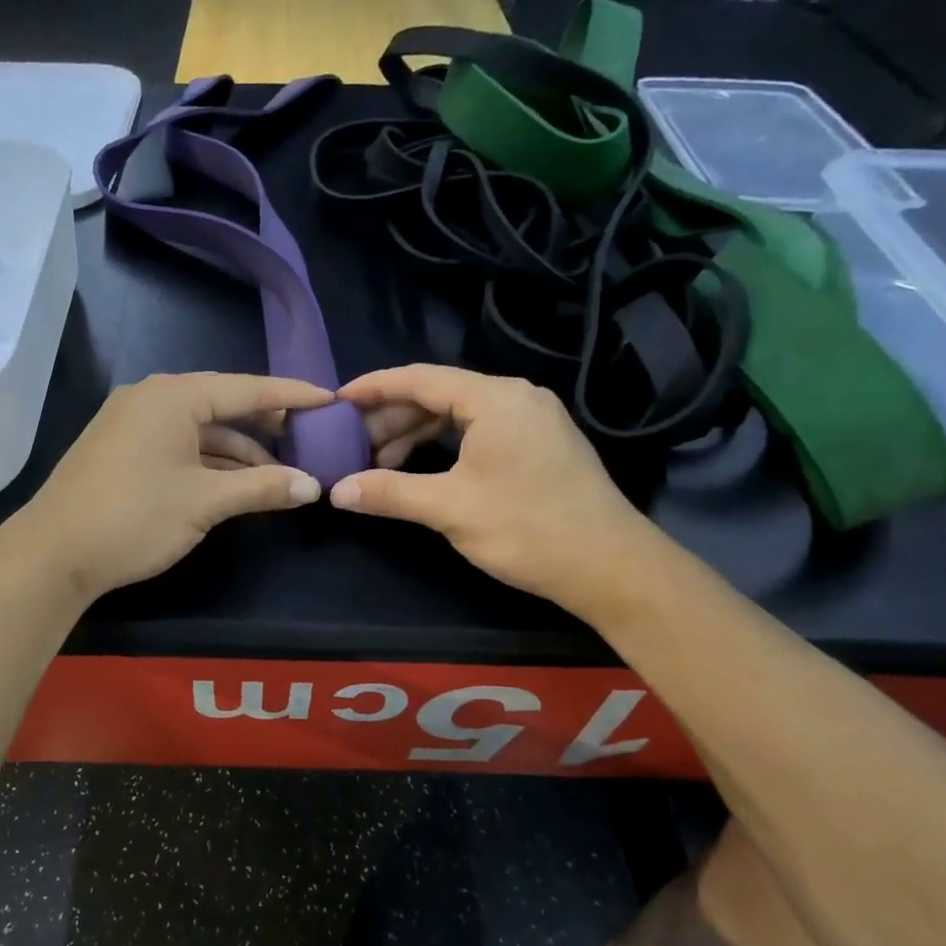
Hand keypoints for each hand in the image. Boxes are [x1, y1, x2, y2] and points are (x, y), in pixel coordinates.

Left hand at [11, 372, 333, 600]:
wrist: (53, 553)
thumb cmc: (134, 517)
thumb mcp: (205, 501)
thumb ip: (262, 487)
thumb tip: (312, 486)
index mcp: (174, 396)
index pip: (247, 388)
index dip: (292, 395)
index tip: (330, 400)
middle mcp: (152, 398)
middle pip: (223, 405)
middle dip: (266, 427)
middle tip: (308, 440)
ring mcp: (132, 422)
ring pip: (199, 430)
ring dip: (238, 452)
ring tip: (279, 476)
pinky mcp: (121, 448)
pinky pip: (178, 444)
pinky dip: (208, 461)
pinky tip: (234, 483)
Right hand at [333, 364, 659, 618]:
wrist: (610, 567)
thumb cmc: (528, 529)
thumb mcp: (450, 508)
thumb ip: (390, 492)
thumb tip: (337, 490)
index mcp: (495, 399)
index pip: (420, 378)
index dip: (373, 388)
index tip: (336, 402)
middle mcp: (515, 398)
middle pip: (438, 395)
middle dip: (391, 419)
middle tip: (352, 446)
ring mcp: (531, 420)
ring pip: (458, 416)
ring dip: (415, 436)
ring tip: (379, 465)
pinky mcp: (538, 445)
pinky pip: (477, 432)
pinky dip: (443, 447)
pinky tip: (420, 470)